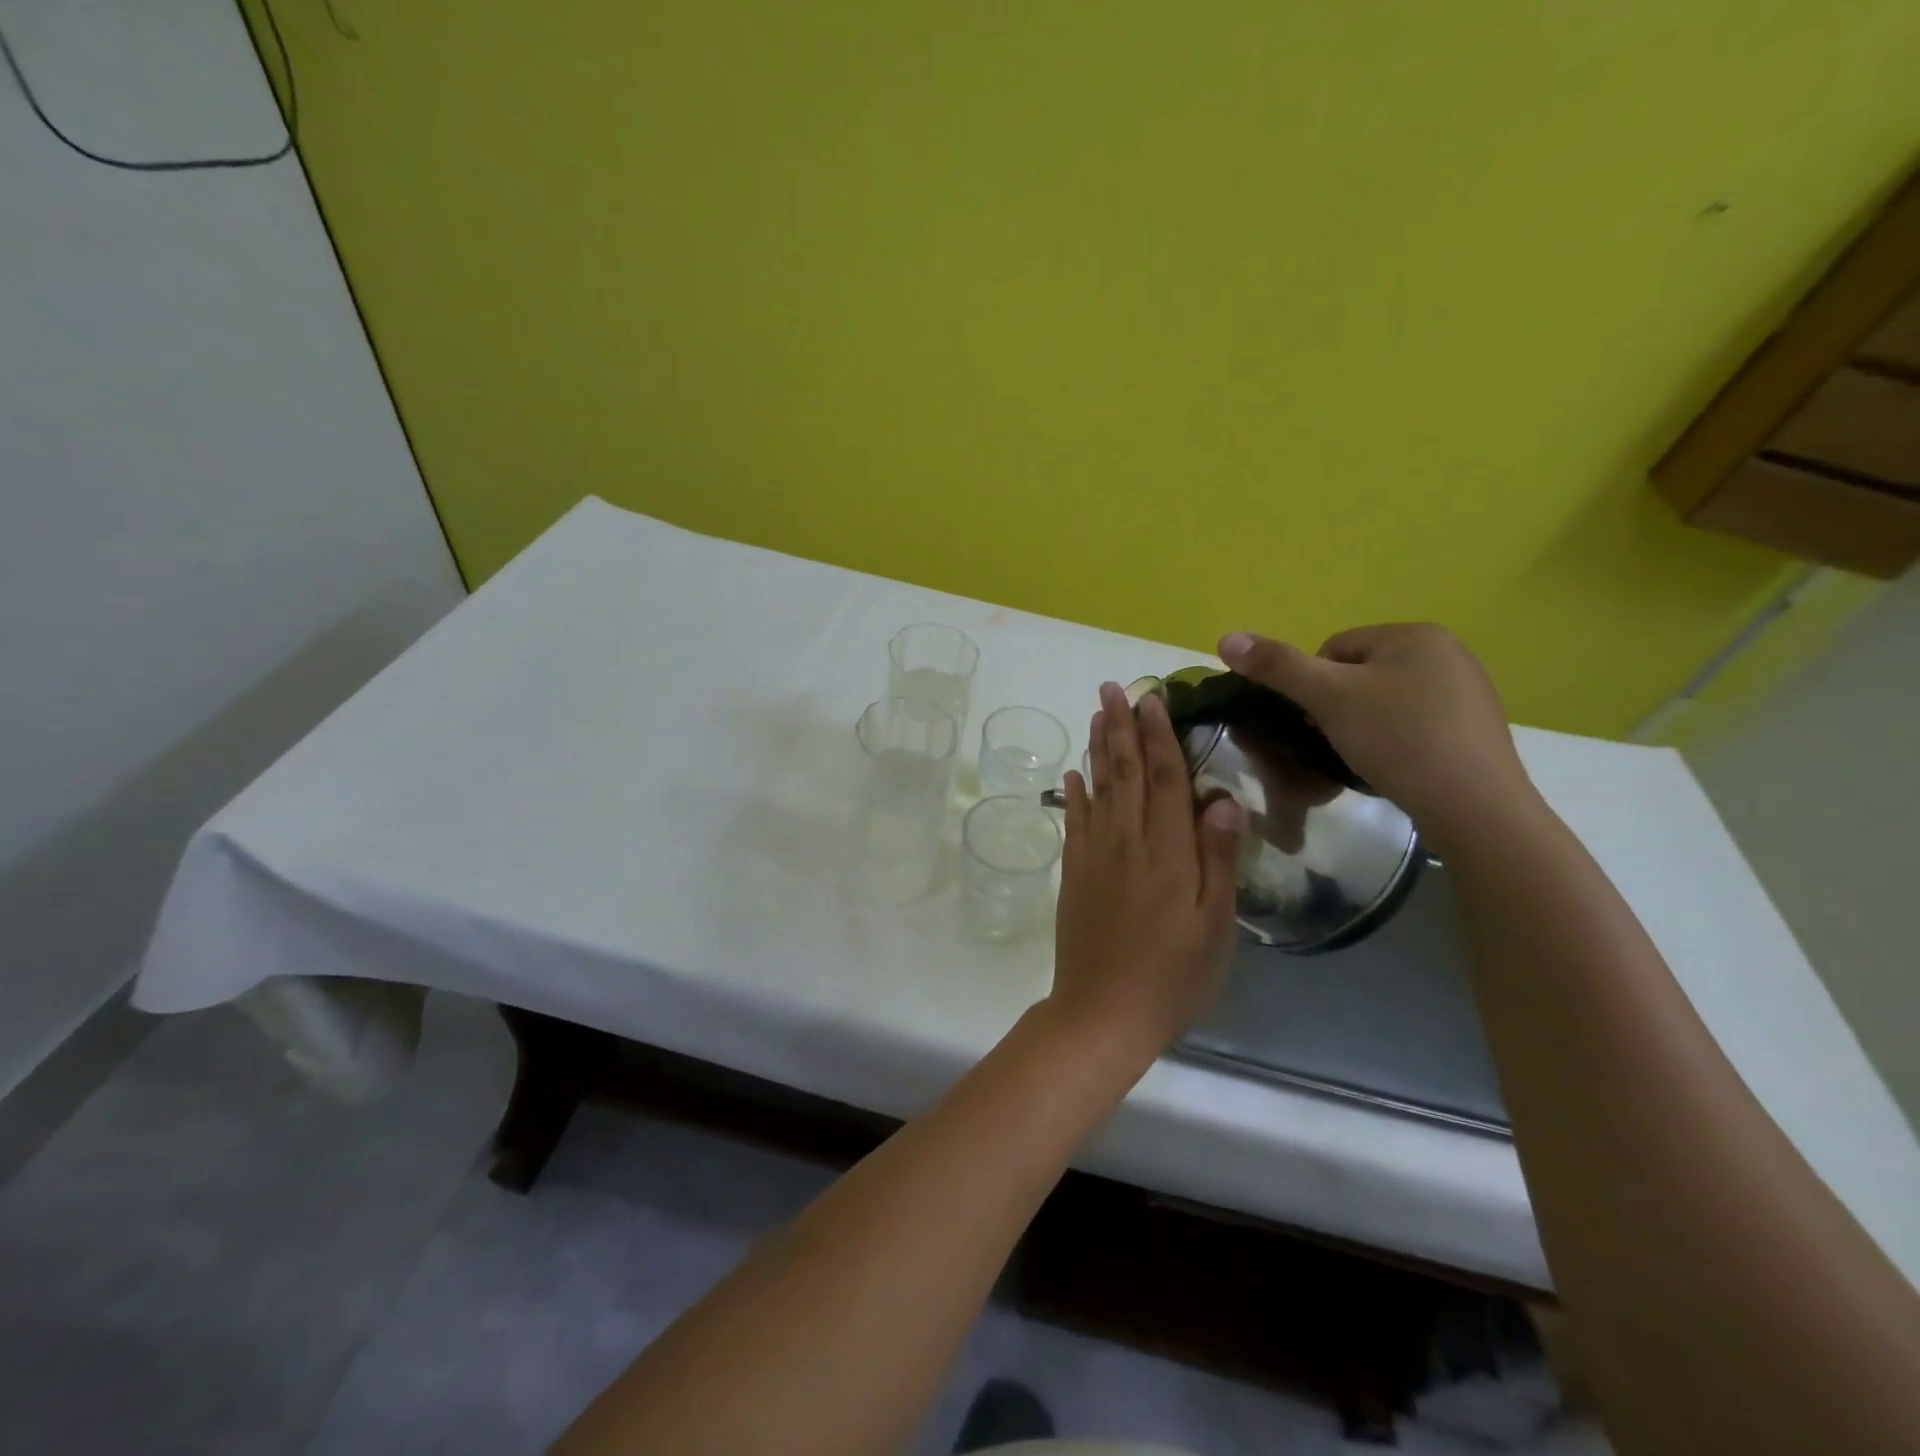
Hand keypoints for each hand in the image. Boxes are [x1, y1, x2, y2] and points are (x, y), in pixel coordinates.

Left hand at [1048, 682, 1246, 1065]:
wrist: (1103, 1012)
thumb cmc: (1173, 976)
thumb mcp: (1215, 926)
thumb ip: (1218, 859)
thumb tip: (1221, 798)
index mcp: (1167, 853)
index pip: (1164, 780)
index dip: (1159, 736)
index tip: (1152, 699)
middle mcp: (1126, 842)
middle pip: (1125, 773)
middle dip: (1121, 727)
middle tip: (1114, 687)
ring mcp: (1094, 856)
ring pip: (1097, 789)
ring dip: (1098, 748)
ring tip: (1097, 714)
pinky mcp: (1073, 873)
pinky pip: (1074, 821)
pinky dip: (1074, 793)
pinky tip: (1073, 773)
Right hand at [1217, 623, 1535, 839]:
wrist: (1473, 806)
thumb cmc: (1397, 738)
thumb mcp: (1328, 697)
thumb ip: (1277, 666)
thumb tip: (1226, 637)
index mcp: (1415, 634)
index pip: (1335, 648)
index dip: (1313, 686)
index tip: (1317, 721)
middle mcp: (1448, 652)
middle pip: (1360, 674)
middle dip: (1339, 707)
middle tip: (1336, 742)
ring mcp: (1468, 691)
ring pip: (1386, 701)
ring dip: (1365, 725)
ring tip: (1364, 758)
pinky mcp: (1475, 728)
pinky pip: (1415, 724)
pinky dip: (1396, 741)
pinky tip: (1395, 766)